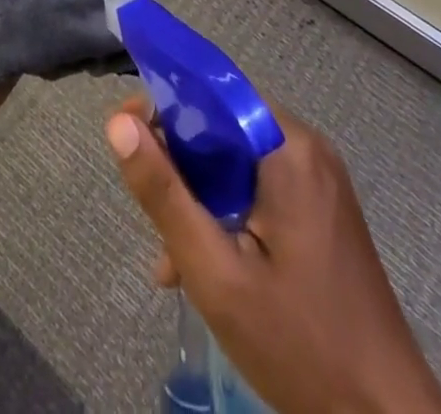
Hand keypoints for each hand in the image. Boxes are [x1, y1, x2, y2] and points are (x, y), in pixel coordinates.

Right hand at [107, 100, 440, 413]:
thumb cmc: (301, 346)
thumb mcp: (217, 273)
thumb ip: (164, 194)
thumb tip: (118, 124)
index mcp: (287, 148)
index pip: (212, 92)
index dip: (162, 105)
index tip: (123, 135)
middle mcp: (306, 149)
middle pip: (222, 127)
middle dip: (178, 163)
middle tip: (144, 206)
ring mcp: (319, 181)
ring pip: (237, 163)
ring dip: (198, 197)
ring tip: (169, 257)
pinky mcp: (322, 212)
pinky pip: (259, 189)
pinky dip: (227, 214)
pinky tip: (204, 266)